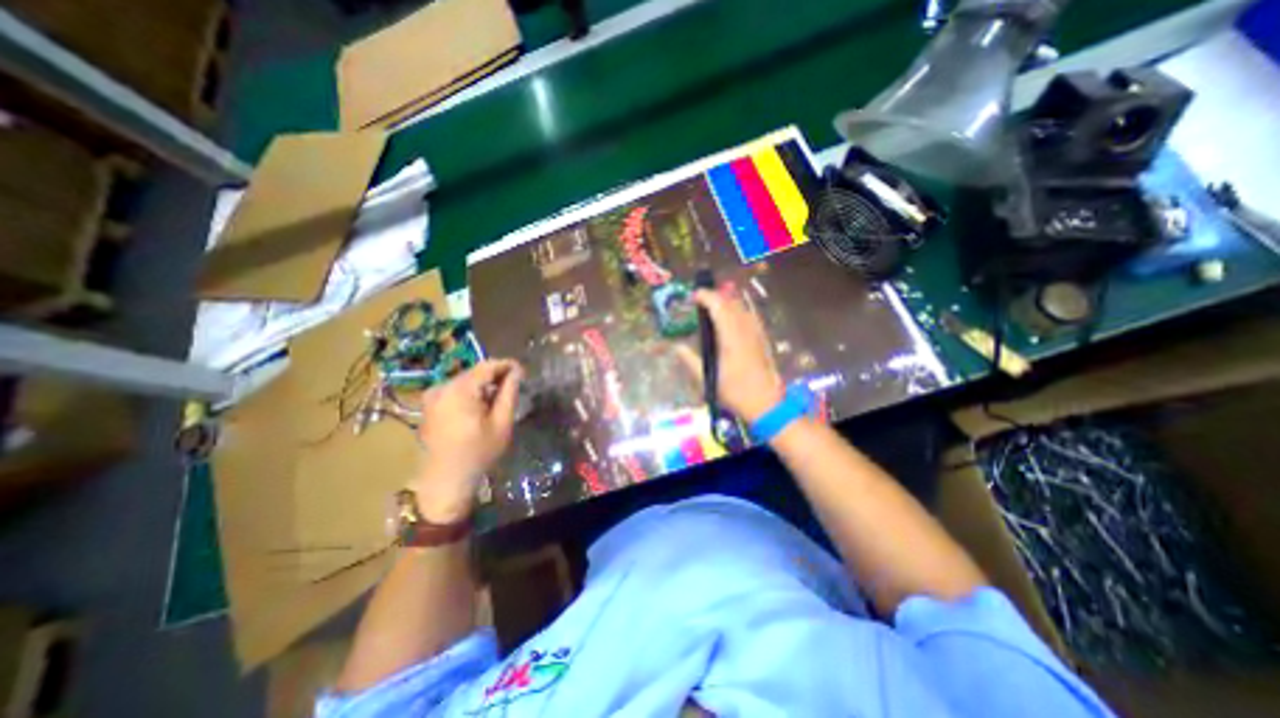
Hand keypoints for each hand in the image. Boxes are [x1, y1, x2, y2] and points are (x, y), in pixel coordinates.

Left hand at [415, 360, 525, 520]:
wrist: (445, 481)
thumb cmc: (478, 453)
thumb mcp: (501, 423)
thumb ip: (509, 393)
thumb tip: (517, 372)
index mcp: (459, 390)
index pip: (487, 366)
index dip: (507, 365)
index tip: (523, 371)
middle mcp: (442, 387)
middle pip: (474, 372)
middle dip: (495, 375)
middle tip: (514, 385)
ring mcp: (432, 396)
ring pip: (464, 380)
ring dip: (483, 384)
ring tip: (499, 398)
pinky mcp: (428, 406)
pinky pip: (454, 390)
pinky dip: (470, 392)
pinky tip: (480, 406)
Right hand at [674, 288, 786, 424]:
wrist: (766, 403)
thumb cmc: (735, 392)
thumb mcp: (707, 379)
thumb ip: (690, 360)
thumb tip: (677, 347)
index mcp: (730, 336)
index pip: (718, 305)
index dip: (705, 296)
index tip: (693, 297)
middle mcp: (745, 329)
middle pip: (730, 302)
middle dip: (714, 296)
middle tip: (700, 301)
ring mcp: (756, 332)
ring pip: (741, 307)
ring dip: (726, 302)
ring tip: (713, 308)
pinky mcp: (762, 338)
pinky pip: (749, 315)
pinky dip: (737, 310)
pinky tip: (732, 319)